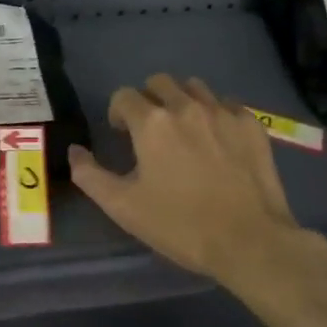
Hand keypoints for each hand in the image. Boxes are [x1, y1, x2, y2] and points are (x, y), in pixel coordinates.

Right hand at [69, 74, 326, 291]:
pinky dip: (215, 113)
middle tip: (150, 130)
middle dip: (149, 100)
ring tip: (184, 130)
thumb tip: (74, 151)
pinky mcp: (252, 126)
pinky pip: (227, 104)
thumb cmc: (180, 225)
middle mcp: (186, 106)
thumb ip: (89, 175)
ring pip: (194, 87)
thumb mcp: (123, 207)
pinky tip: (216, 139)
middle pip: (159, 83)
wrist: (250, 243)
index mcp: (151, 123)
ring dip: (182, 101)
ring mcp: (223, 113)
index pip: (124, 96)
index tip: (122, 135)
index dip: (117, 113)